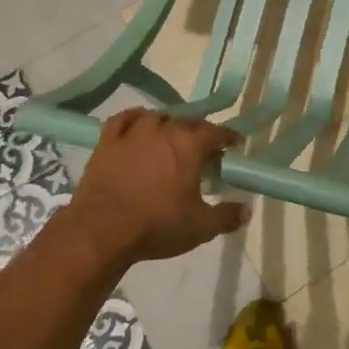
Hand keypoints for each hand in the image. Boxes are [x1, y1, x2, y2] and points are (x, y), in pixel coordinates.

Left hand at [63, 109, 245, 267]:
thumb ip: (227, 216)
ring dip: (168, 127)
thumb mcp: (200, 227)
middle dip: (199, 134)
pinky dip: (135, 119)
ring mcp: (133, 132)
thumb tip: (246, 210)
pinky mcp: (108, 141)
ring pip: (158, 118)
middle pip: (188, 123)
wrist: (101, 230)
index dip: (228, 137)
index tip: (235, 145)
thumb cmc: (157, 225)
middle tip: (203, 152)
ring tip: (170, 141)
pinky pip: (124, 119)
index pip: (216, 132)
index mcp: (190, 145)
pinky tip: (138, 126)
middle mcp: (164, 129)